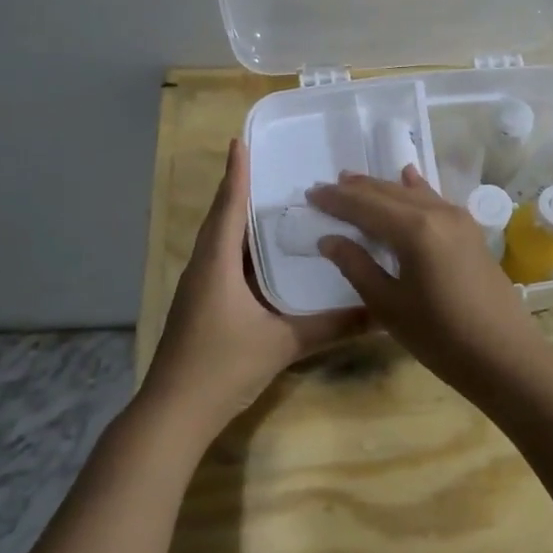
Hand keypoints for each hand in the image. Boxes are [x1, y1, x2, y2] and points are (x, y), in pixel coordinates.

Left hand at [143, 139, 366, 438]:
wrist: (175, 412)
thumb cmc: (223, 367)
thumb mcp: (282, 344)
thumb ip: (330, 326)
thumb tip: (378, 313)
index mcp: (217, 264)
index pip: (228, 207)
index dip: (237, 173)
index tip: (241, 140)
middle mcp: (203, 267)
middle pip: (221, 219)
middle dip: (241, 191)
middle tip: (272, 168)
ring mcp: (198, 288)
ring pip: (220, 242)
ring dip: (240, 220)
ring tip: (273, 204)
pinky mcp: (201, 306)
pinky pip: (222, 263)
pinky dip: (241, 249)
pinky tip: (265, 257)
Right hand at [307, 168, 543, 391]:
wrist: (504, 355)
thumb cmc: (440, 336)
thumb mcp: (388, 305)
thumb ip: (357, 266)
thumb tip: (329, 239)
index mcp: (414, 229)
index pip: (364, 206)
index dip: (336, 200)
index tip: (310, 194)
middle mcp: (437, 213)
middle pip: (387, 193)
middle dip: (355, 190)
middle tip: (326, 188)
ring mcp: (458, 219)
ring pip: (411, 193)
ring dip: (381, 188)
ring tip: (354, 181)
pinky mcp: (470, 231)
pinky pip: (434, 200)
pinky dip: (415, 189)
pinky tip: (408, 176)